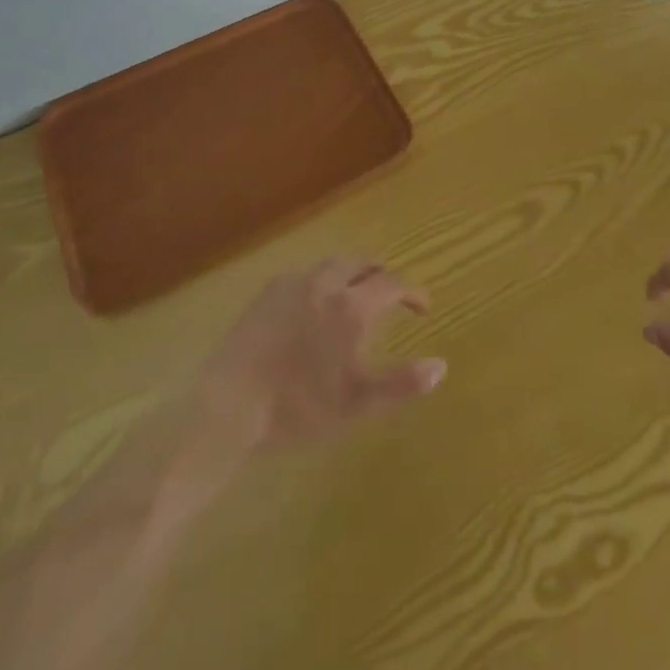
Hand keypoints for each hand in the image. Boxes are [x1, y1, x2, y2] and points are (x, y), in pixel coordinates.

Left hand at [195, 257, 445, 453]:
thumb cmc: (297, 407)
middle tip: (391, 291)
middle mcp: (325, 283)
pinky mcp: (267, 293)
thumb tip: (441, 366)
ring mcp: (292, 284)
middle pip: (360, 262)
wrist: (228, 403)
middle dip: (381, 273)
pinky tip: (315, 305)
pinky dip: (323, 281)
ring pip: (331, 264)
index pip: (392, 283)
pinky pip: (305, 275)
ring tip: (356, 293)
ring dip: (352, 272)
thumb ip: (401, 384)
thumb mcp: (356, 404)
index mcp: (350, 306)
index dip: (412, 292)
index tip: (423, 307)